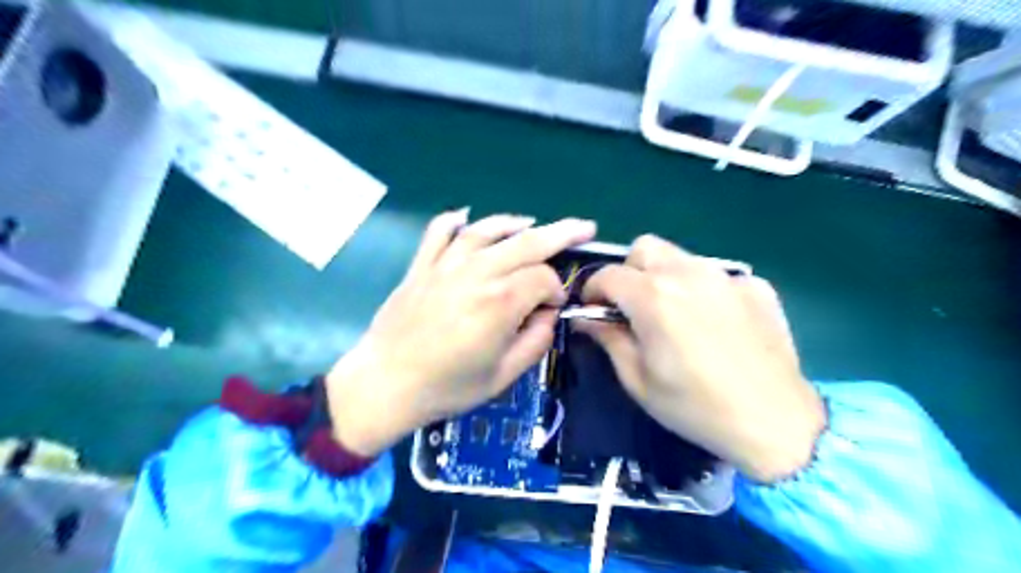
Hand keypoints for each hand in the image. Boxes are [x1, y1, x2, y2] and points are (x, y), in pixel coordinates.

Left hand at [328, 210, 600, 457]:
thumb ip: (536, 341)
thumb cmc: (448, 386)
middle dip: (561, 233)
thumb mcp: (503, 376)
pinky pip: (439, 232)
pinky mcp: (421, 266)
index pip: (543, 278)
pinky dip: (455, 220)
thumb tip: (547, 314)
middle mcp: (477, 273)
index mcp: (500, 302)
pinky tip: (468, 217)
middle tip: (585, 226)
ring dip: (514, 223)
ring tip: (534, 222)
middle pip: (526, 242)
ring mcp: (446, 265)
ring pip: (486, 230)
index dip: (556, 290)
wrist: (386, 384)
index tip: (553, 307)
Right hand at [579, 235, 824, 481]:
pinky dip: (703, 290)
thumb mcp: (637, 378)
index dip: (592, 290)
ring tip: (676, 315)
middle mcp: (688, 273)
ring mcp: (726, 276)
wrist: (775, 423)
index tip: (594, 311)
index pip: (607, 274)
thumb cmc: (694, 406)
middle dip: (629, 271)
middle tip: (633, 306)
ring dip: (665, 277)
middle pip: (644, 248)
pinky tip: (716, 324)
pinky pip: (716, 275)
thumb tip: (584, 317)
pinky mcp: (757, 286)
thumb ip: (607, 337)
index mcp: (653, 296)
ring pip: (680, 258)